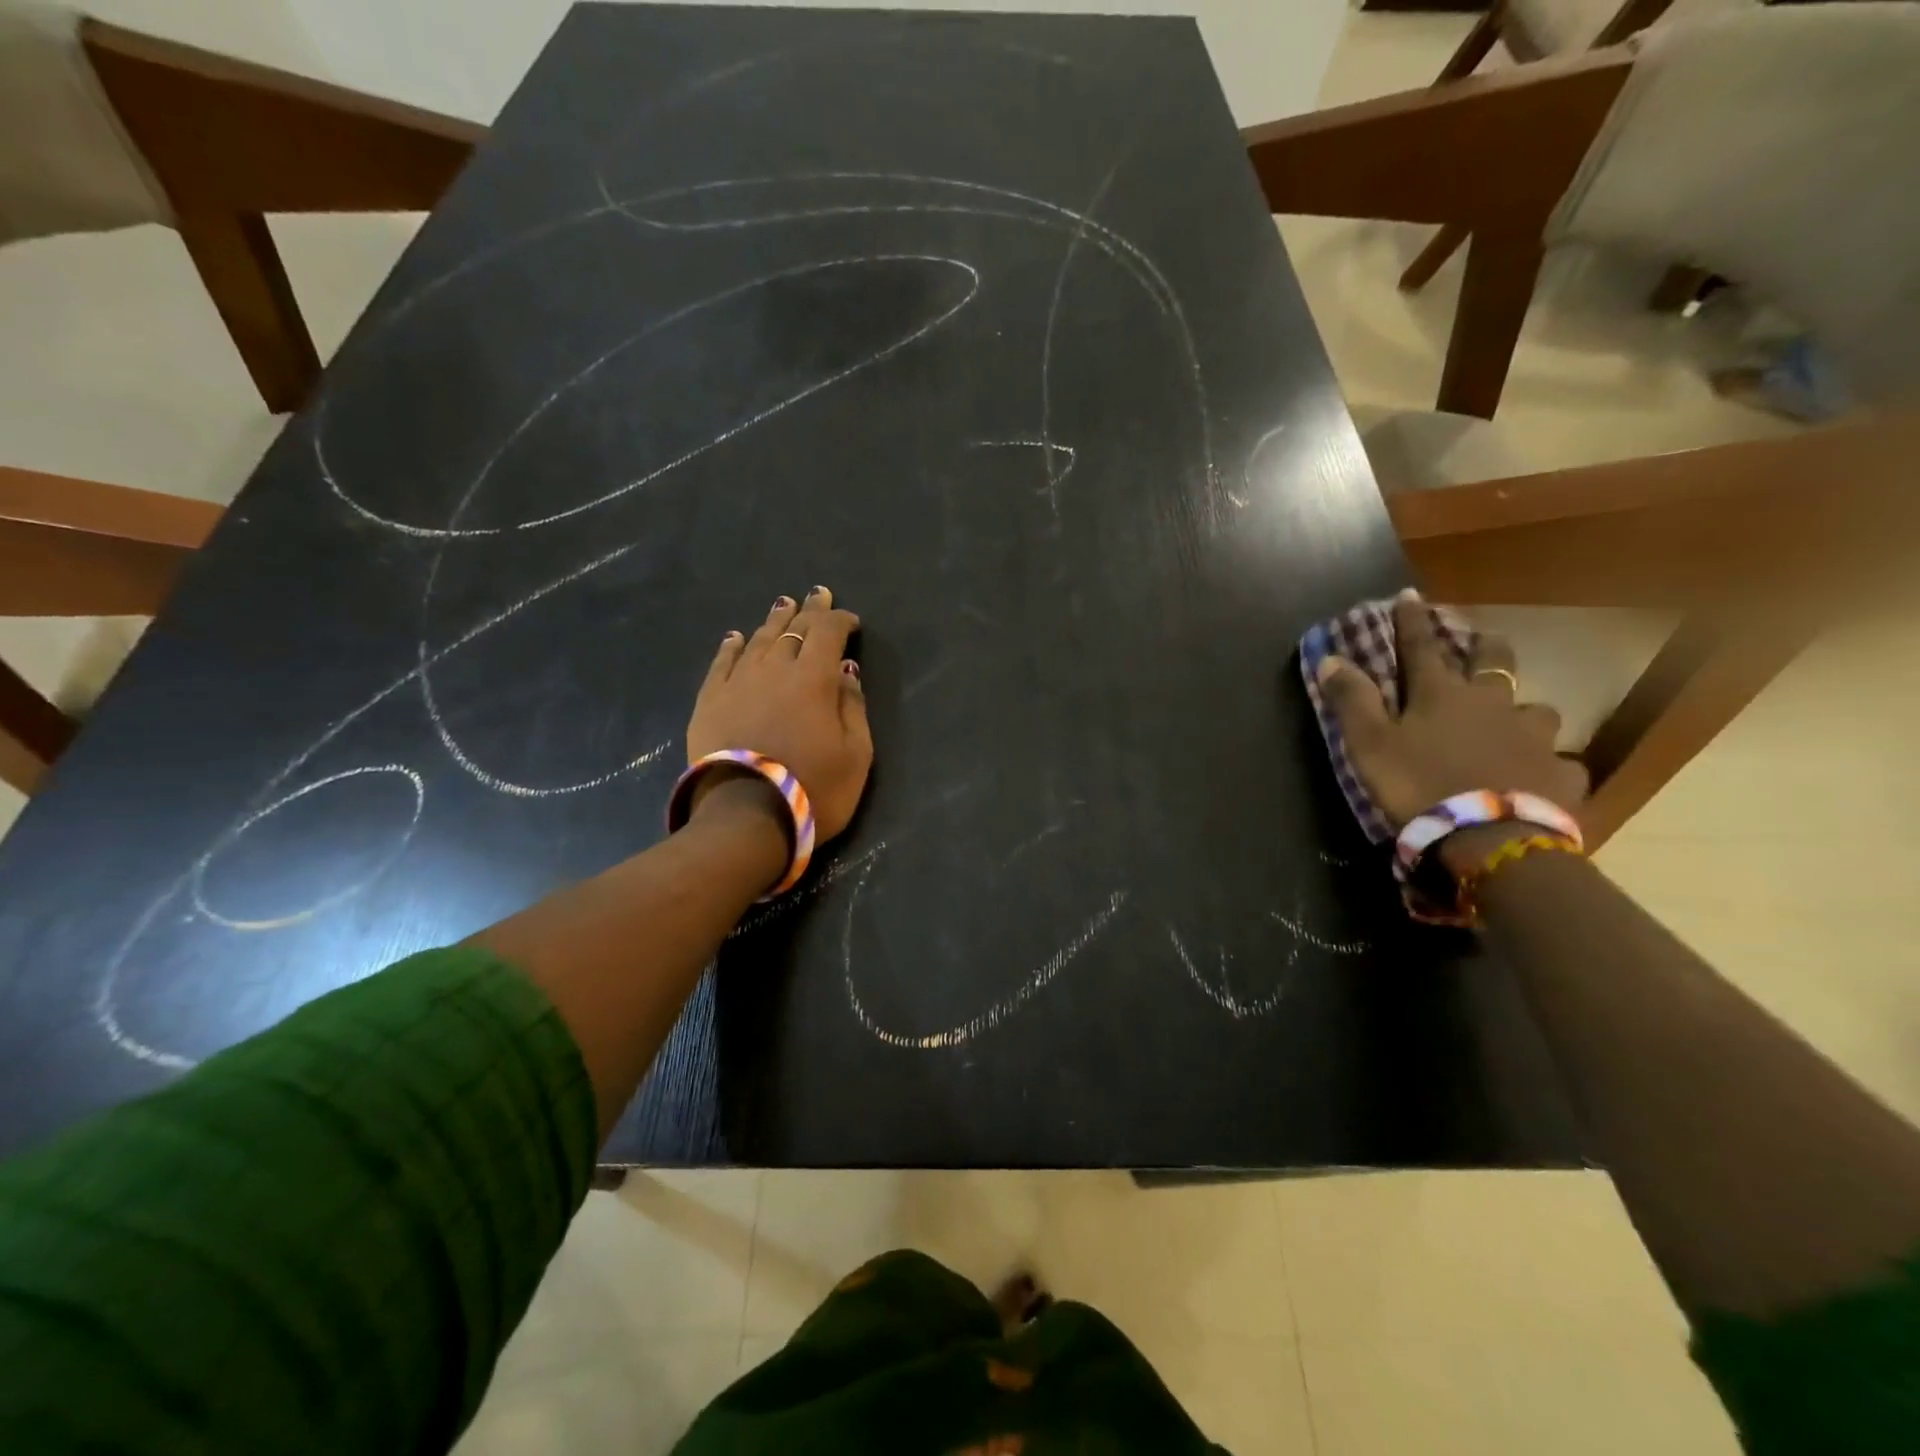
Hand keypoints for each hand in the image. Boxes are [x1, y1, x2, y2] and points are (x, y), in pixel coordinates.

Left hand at [687, 586, 872, 842]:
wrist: (745, 819)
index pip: (828, 634)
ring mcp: (738, 683)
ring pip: (758, 641)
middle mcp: (775, 670)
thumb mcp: (856, 755)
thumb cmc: (814, 790)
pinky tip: (736, 637)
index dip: (840, 622)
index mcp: (814, 679)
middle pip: (794, 630)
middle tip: (818, 594)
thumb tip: (846, 673)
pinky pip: (722, 664)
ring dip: (774, 621)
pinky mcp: (710, 702)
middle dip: (810, 611)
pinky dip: (732, 647)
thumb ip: (853, 708)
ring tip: (783, 605)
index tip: (851, 622)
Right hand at [1316, 595, 1586, 862]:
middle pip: (1495, 662)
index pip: (1421, 647)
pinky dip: (1546, 764)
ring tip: (1516, 722)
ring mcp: (1535, 738)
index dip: (1412, 621)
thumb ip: (1352, 701)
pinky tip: (1539, 776)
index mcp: (1443, 695)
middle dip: (1486, 647)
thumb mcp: (1369, 744)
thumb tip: (1331, 658)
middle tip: (1484, 640)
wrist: (1489, 840)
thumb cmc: (1419, 785)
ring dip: (1522, 711)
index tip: (1410, 594)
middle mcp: (1494, 704)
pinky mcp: (1561, 775)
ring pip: (1536, 710)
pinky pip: (1558, 762)